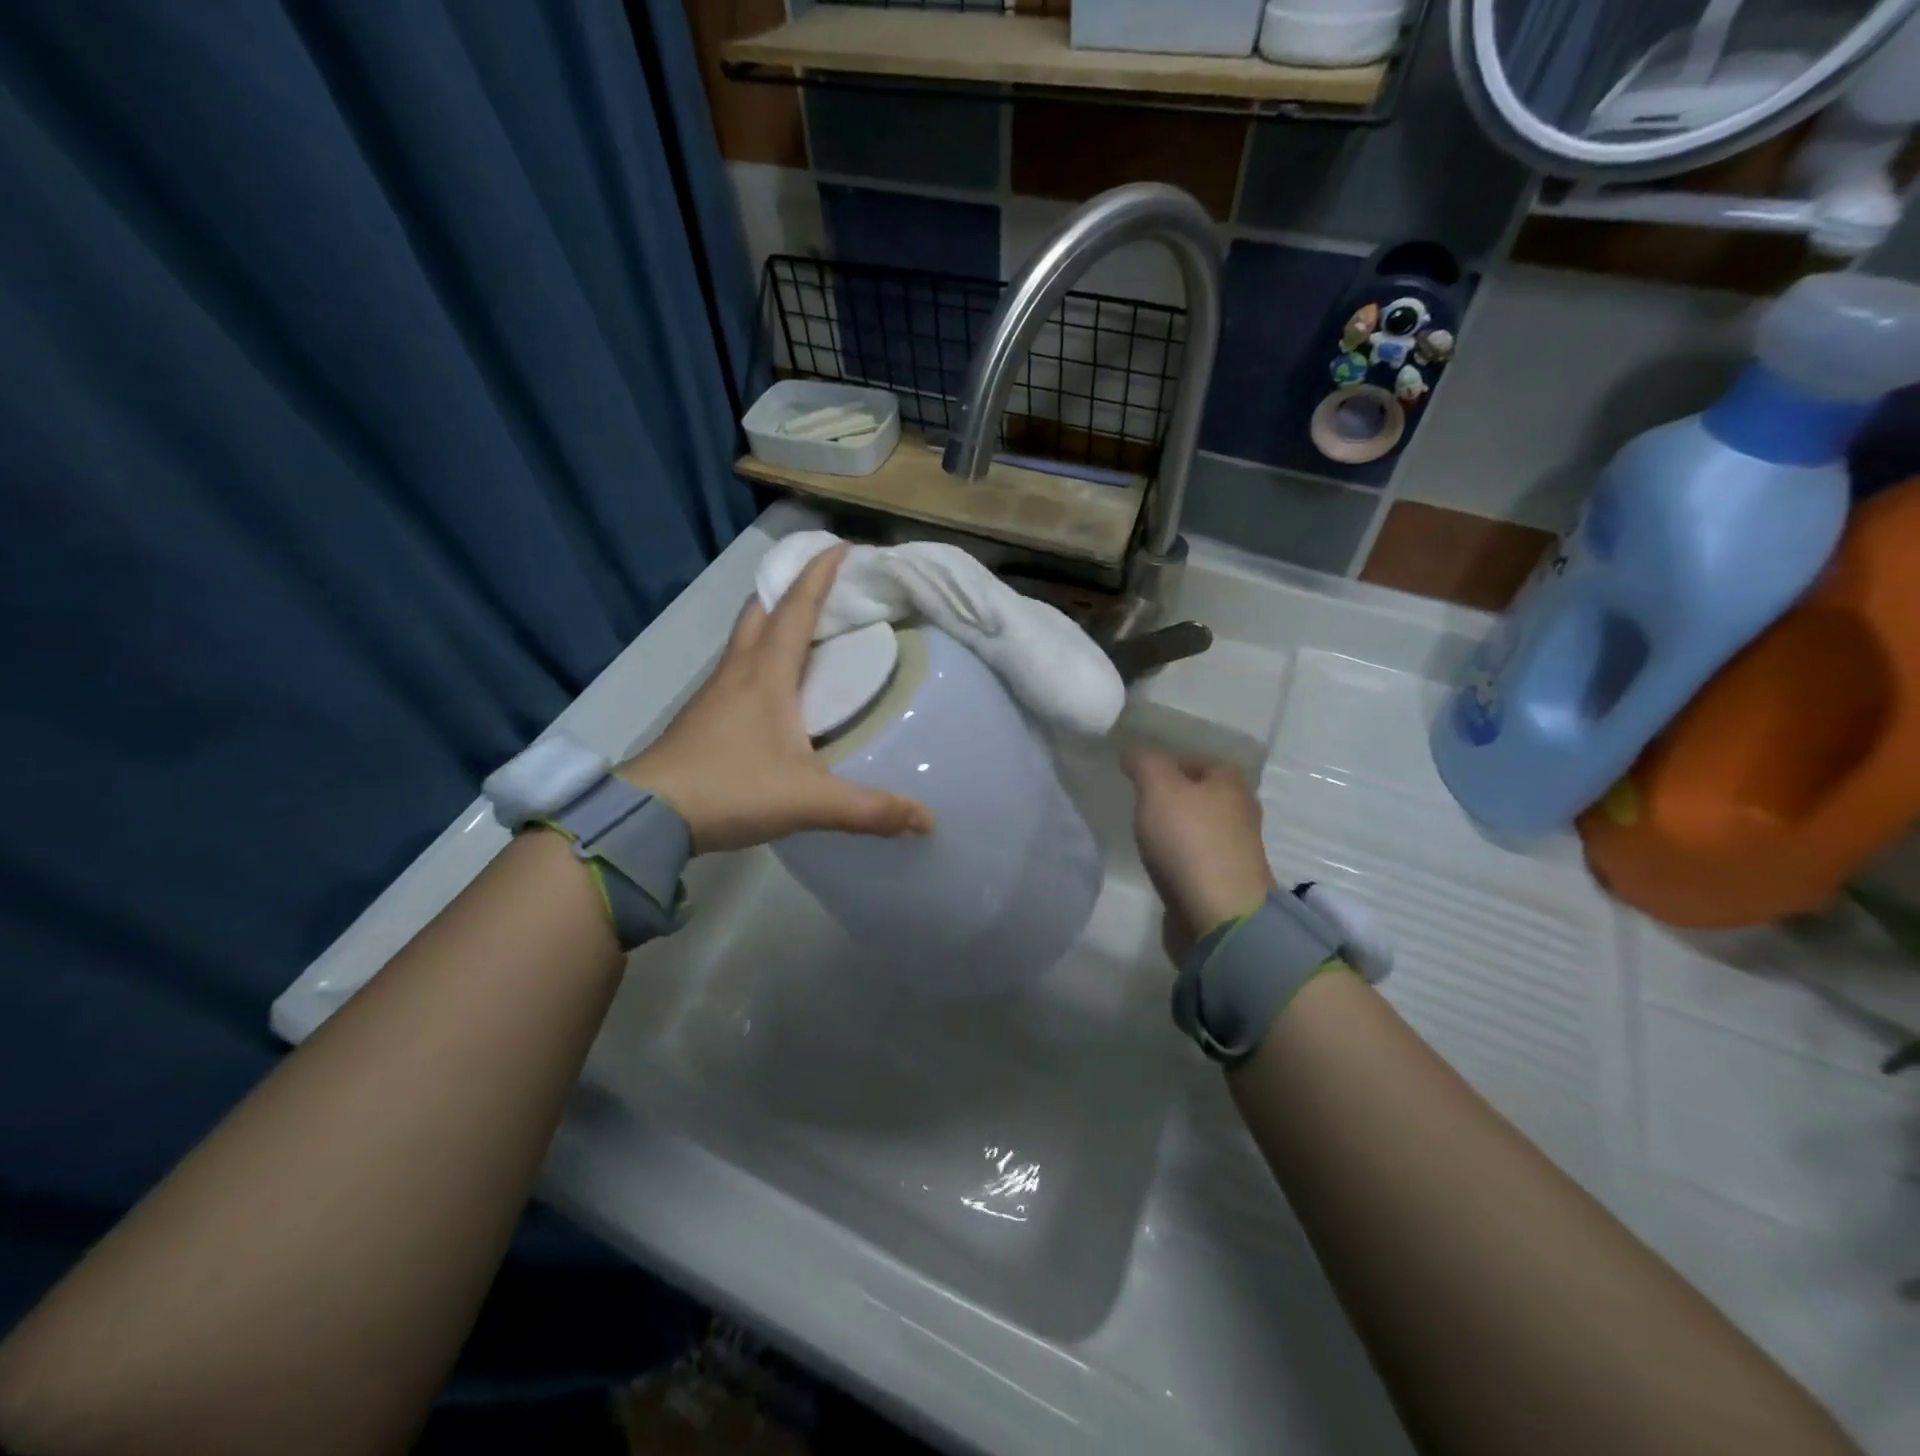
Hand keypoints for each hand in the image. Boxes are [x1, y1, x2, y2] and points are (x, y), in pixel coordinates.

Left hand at [620, 545, 932, 853]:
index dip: (820, 574)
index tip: (845, 546)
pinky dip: (761, 656)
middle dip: (792, 588)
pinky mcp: (705, 715)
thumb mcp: (808, 800)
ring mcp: (716, 692)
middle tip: (825, 586)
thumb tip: (927, 820)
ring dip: (773, 620)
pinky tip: (777, 685)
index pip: (797, 607)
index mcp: (767, 673)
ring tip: (806, 628)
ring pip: (746, 638)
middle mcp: (739, 671)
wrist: (648, 816)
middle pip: (762, 610)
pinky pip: (738, 668)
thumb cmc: (730, 789)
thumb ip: (869, 809)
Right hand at [1123, 748, 1274, 960]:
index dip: (1163, 763)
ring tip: (1144, 835)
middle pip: (1198, 793)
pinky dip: (1179, 857)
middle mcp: (1240, 810)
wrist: (1220, 917)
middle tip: (1136, 804)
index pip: (1193, 758)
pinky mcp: (1225, 881)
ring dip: (1174, 829)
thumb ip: (1143, 762)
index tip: (1134, 776)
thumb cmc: (1190, 842)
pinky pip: (1196, 857)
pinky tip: (1160, 864)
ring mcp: (1236, 849)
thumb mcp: (1158, 788)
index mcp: (1230, 782)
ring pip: (1197, 826)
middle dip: (1169, 796)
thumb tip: (1132, 751)